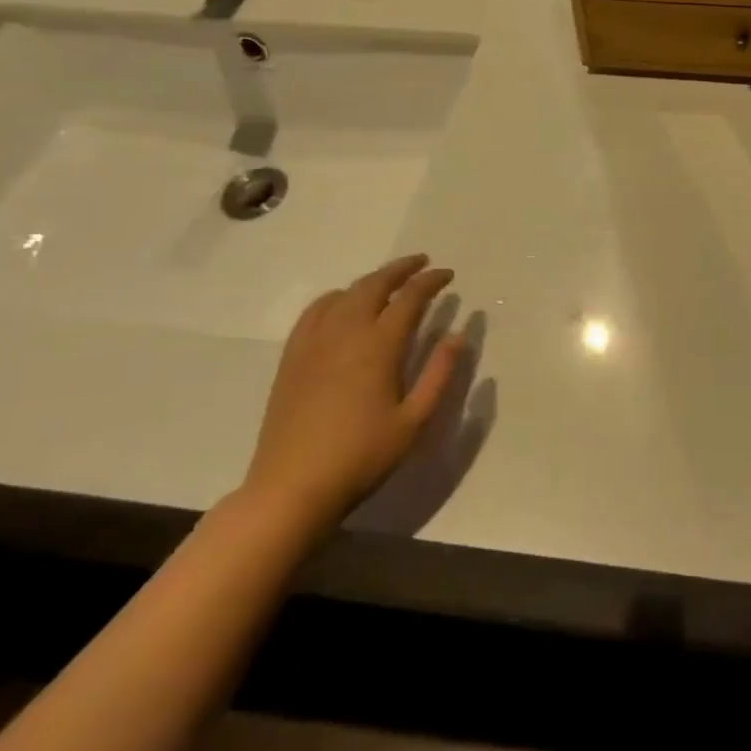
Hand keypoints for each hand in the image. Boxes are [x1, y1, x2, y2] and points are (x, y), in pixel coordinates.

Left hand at [240, 254, 466, 540]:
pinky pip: (314, 312)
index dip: (431, 281)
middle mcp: (345, 333)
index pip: (410, 298)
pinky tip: (341, 304)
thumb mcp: (415, 420)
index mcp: (379, 346)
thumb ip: (440, 373)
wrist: (292, 487)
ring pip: (344, 294)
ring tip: (388, 281)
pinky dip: (335, 297)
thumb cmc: (362, 456)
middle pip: (374, 285)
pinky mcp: (292, 358)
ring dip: (370, 280)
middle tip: (422, 264)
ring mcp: (313, 343)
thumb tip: (458, 334)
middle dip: (400, 269)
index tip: (448, 275)